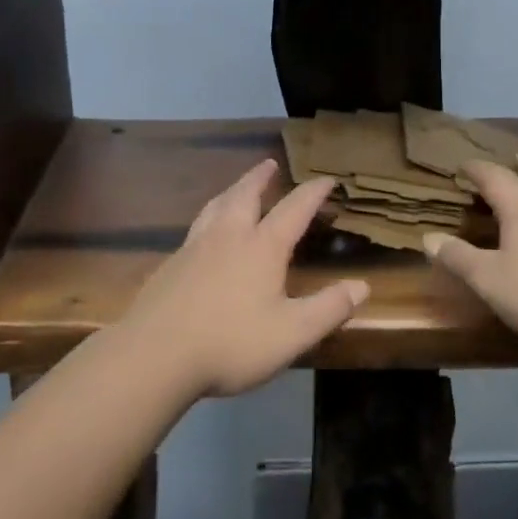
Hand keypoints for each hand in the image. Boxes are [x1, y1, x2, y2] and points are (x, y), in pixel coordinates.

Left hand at [121, 161, 367, 397]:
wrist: (155, 354)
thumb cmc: (230, 343)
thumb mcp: (291, 333)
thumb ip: (328, 309)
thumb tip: (362, 286)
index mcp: (261, 247)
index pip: (293, 209)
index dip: (312, 193)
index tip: (326, 179)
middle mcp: (227, 236)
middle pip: (245, 194)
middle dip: (260, 178)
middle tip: (269, 164)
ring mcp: (194, 248)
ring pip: (215, 206)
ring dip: (231, 190)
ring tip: (237, 188)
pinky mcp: (170, 265)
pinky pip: (195, 229)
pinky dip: (208, 218)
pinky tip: (204, 235)